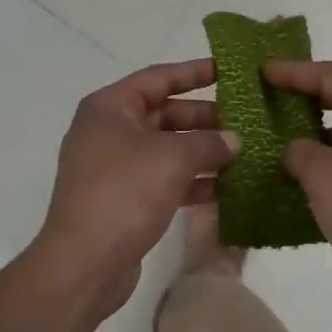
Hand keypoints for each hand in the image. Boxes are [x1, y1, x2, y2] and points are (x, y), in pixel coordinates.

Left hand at [33, 60, 239, 319]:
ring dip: (203, 151)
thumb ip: (209, 142)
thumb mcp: (173, 158)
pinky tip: (227, 188)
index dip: (195, 72)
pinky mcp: (124, 200)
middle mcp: (109, 131)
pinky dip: (192, 181)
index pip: (158, 77)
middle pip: (164, 114)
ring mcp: (115, 168)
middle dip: (205, 118)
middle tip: (245, 120)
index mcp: (110, 107)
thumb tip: (233, 140)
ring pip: (167, 149)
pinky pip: (164, 180)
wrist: (85, 262)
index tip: (229, 70)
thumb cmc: (125, 192)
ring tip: (245, 153)